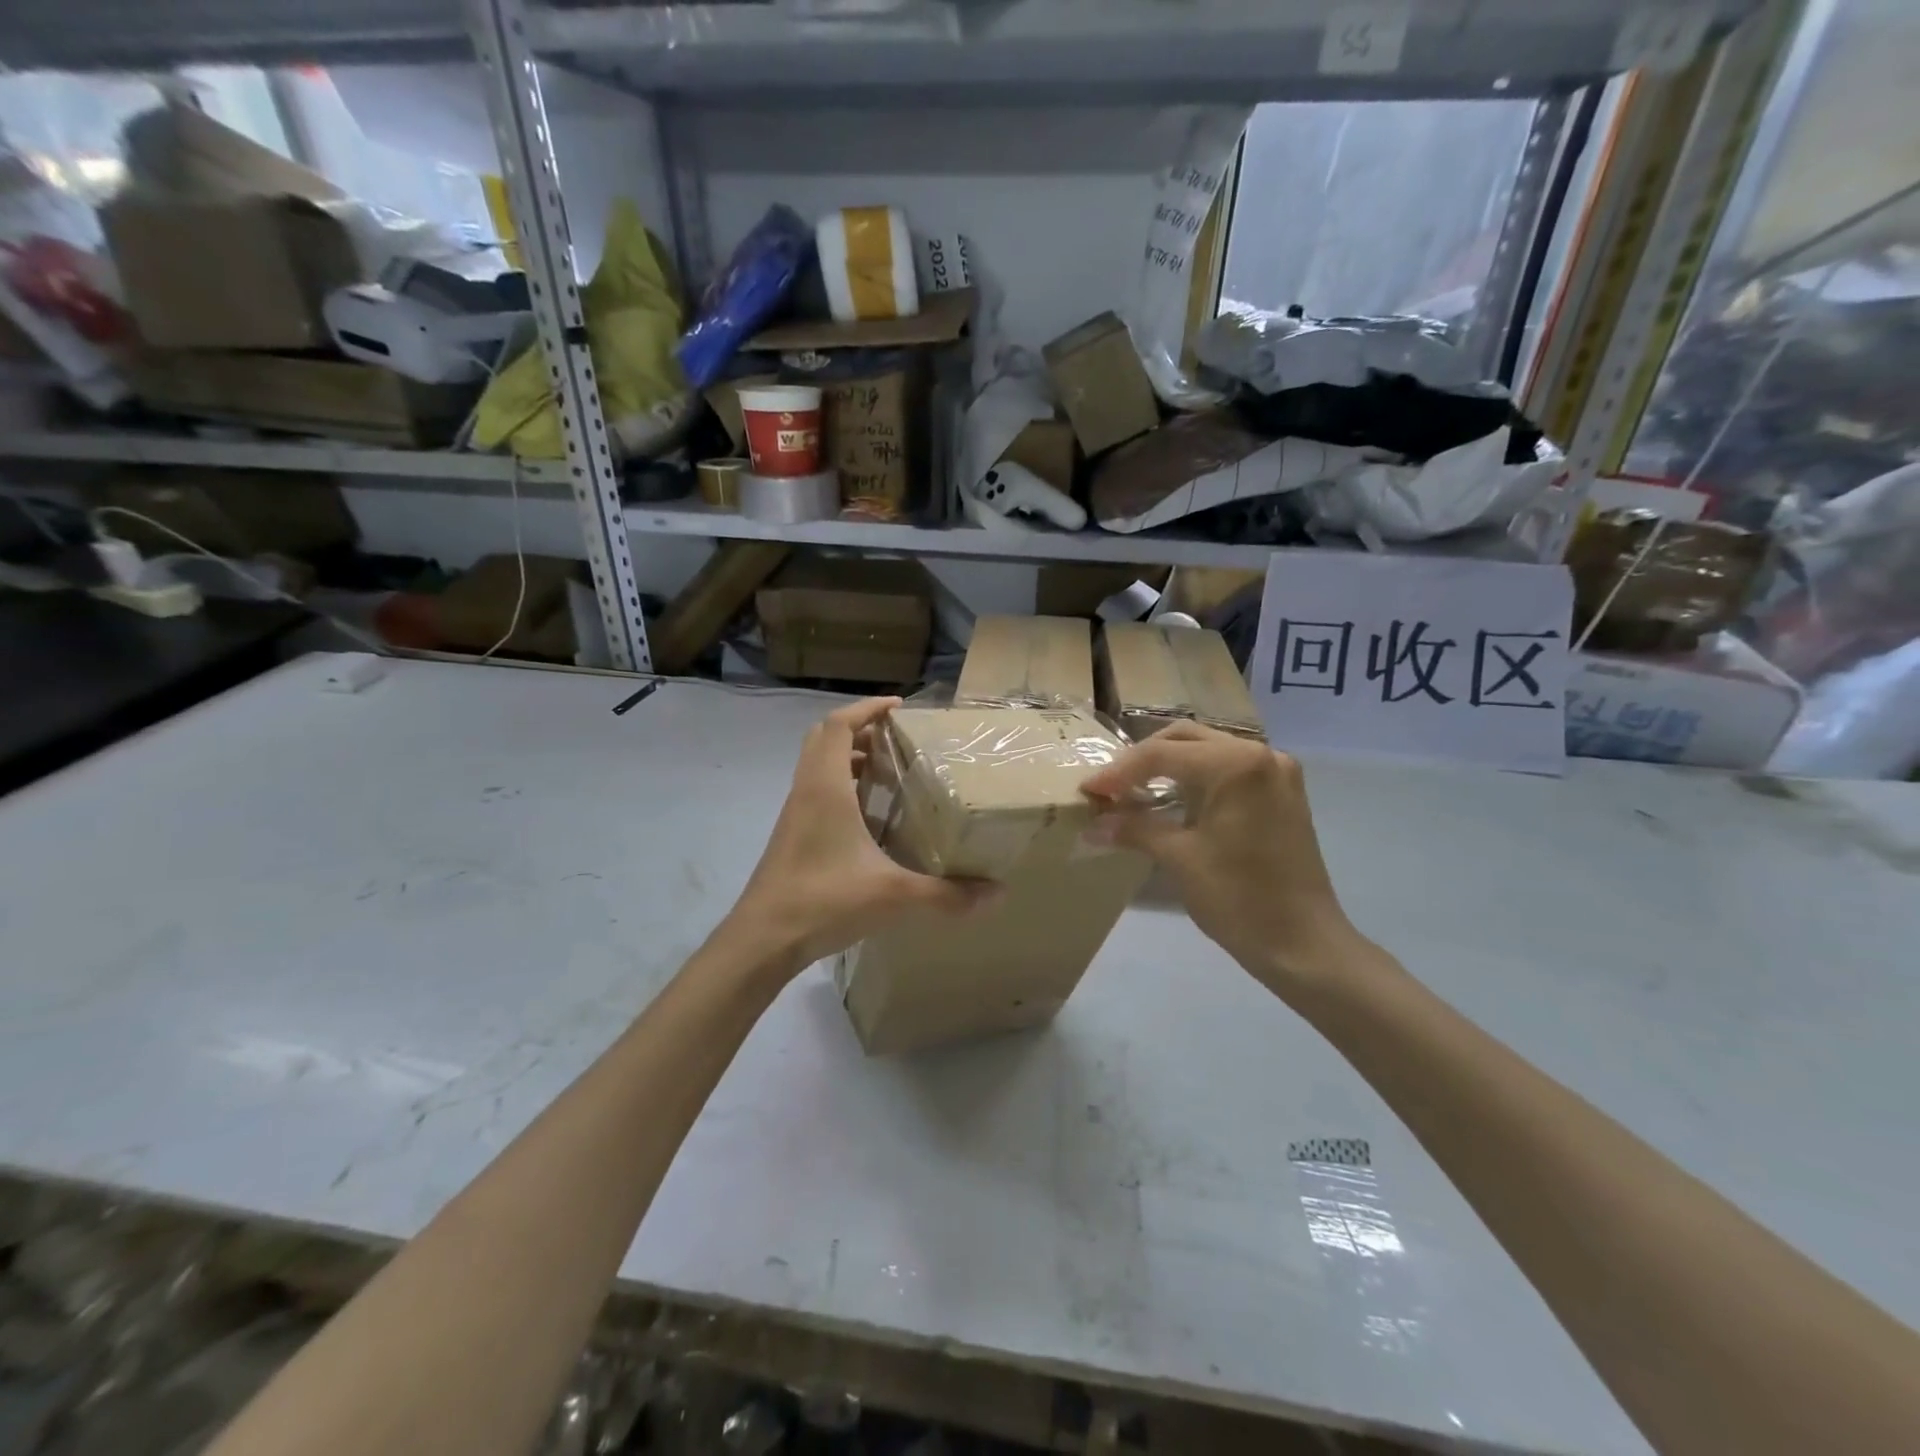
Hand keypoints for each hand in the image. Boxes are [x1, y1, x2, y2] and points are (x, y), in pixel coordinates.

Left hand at [728, 697, 996, 973]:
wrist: (762, 940)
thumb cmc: (824, 901)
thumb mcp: (892, 896)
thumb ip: (946, 894)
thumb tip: (995, 893)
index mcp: (825, 787)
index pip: (840, 725)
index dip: (868, 708)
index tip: (900, 707)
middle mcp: (807, 791)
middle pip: (826, 739)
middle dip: (861, 730)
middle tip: (897, 740)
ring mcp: (795, 814)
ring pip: (818, 766)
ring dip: (850, 759)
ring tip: (891, 774)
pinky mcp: (793, 837)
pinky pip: (817, 794)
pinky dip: (842, 789)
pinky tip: (871, 820)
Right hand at [1080, 724, 1358, 995]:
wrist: (1303, 944)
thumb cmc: (1238, 898)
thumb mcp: (1179, 858)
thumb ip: (1134, 829)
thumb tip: (1093, 824)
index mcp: (1235, 764)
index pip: (1161, 755)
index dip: (1118, 773)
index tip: (1087, 792)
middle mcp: (1260, 754)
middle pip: (1185, 739)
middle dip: (1142, 760)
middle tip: (1110, 787)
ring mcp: (1276, 772)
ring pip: (1207, 750)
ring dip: (1169, 766)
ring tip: (1133, 791)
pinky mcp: (1282, 792)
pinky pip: (1229, 769)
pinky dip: (1196, 778)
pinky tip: (1172, 799)